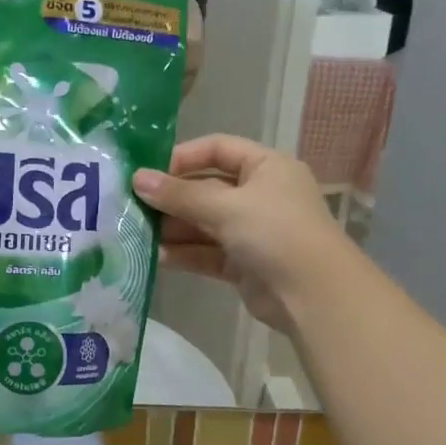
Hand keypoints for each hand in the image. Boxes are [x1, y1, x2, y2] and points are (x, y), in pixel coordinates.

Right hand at [133, 134, 340, 333]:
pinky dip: (183, 254)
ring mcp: (251, 231)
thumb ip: (179, 195)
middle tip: (131, 205)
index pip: (217, 149)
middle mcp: (259, 195)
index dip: (182, 157)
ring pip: (203, 223)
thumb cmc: (275, 232)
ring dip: (172, 228)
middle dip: (171, 198)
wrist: (314, 295)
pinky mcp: (242, 263)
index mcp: (266, 167)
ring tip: (136, 233)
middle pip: (206, 189)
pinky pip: (206, 252)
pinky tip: (154, 257)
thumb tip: (137, 179)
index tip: (147, 172)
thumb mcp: (226, 206)